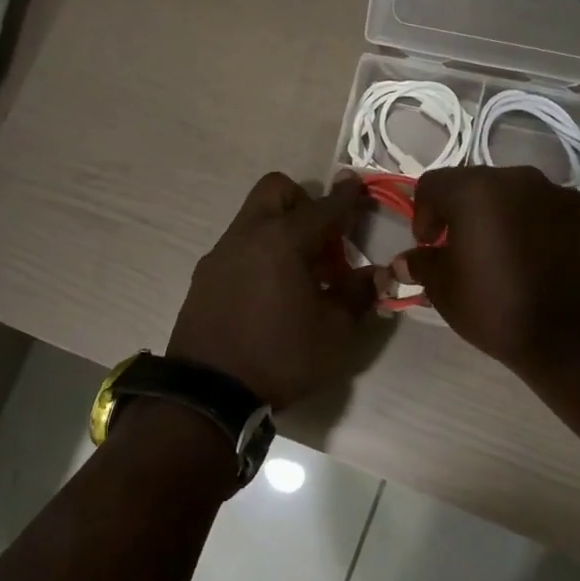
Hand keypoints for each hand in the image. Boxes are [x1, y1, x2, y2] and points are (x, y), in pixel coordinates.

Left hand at [168, 172, 378, 407]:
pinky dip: (260, 253)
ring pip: (253, 218)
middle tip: (323, 239)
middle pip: (276, 191)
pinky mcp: (204, 276)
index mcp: (282, 240)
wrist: (209, 392)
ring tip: (299, 272)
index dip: (347, 196)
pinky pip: (238, 246)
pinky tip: (270, 292)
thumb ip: (358, 294)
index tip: (359, 187)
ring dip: (280, 229)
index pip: (323, 207)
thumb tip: (376, 273)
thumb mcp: (335, 332)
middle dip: (304, 202)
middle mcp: (247, 235)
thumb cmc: (280, 357)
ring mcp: (220, 254)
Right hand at [391, 166, 579, 374]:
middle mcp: (521, 180)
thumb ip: (421, 265)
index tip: (429, 247)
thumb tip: (404, 261)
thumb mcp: (444, 290)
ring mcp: (563, 196)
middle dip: (465, 214)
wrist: (576, 339)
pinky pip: (555, 217)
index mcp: (477, 190)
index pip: (433, 184)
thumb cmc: (497, 307)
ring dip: (506, 220)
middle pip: (479, 186)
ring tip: (507, 259)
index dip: (422, 214)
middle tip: (463, 251)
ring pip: (520, 199)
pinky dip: (542, 232)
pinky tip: (543, 266)